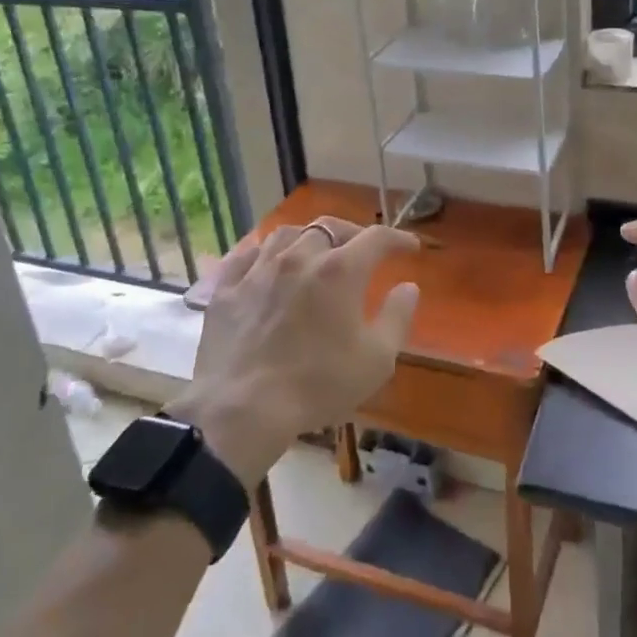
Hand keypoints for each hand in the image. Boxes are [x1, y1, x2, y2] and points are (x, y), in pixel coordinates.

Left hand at [168, 218, 418, 484]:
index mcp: (340, 270)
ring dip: (307, 237)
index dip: (397, 238)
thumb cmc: (318, 385)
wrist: (243, 409)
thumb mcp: (376, 360)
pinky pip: (246, 255)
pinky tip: (267, 262)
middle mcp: (299, 257)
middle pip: (329, 227)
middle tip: (362, 249)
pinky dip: (263, 252)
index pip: (376, 238)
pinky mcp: (226, 288)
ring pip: (286, 234)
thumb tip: (408, 287)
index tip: (409, 247)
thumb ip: (397, 318)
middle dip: (352, 233)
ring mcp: (258, 270)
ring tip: (314, 250)